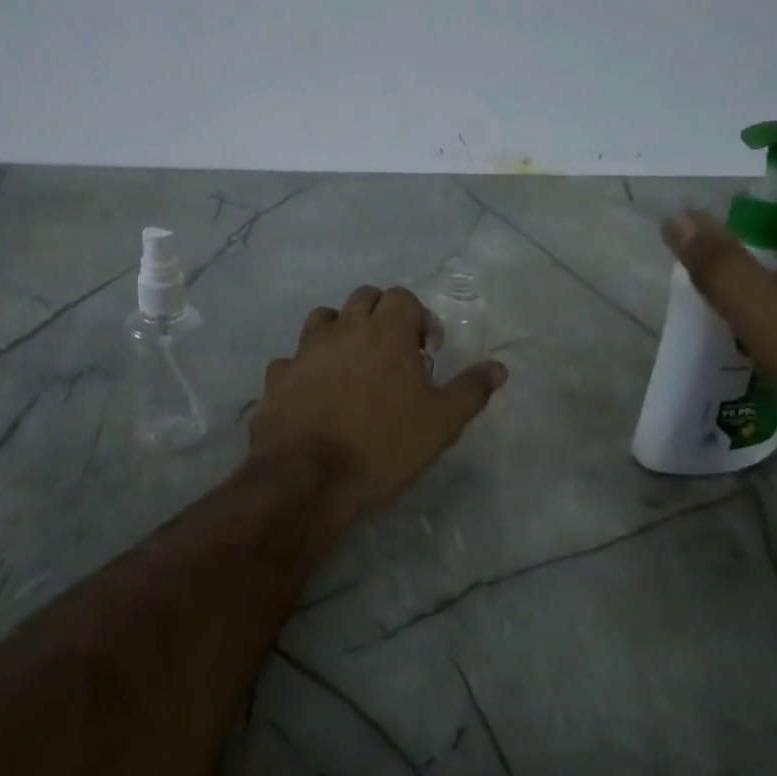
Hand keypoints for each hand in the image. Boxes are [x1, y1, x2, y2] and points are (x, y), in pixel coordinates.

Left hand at [247, 285, 508, 529]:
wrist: (309, 478)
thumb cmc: (384, 445)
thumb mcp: (442, 422)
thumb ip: (471, 389)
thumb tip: (498, 366)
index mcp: (385, 332)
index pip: (403, 297)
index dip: (419, 319)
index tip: (426, 353)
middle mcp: (343, 329)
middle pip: (363, 298)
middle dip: (381, 316)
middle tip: (394, 355)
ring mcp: (305, 350)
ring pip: (323, 319)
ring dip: (341, 332)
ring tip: (352, 368)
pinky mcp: (277, 377)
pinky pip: (293, 359)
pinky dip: (306, 367)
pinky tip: (314, 394)